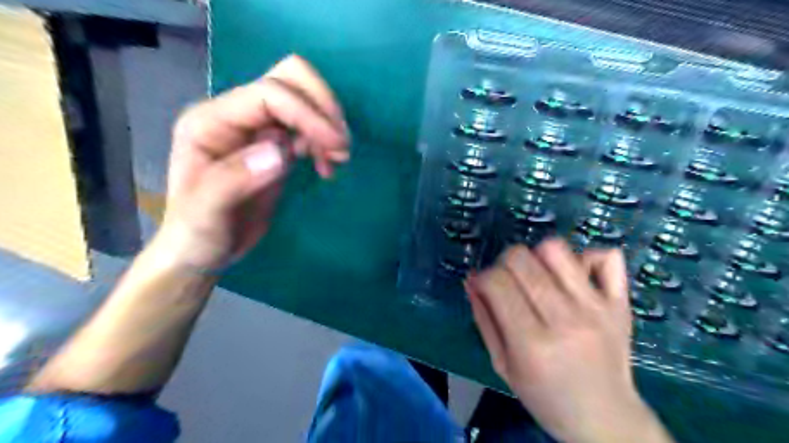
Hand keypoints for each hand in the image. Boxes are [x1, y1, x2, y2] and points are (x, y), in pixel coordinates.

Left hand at [157, 56, 348, 268]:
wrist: (203, 249)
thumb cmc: (197, 233)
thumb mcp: (206, 214)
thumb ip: (234, 180)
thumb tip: (281, 152)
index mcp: (212, 121)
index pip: (270, 95)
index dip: (308, 114)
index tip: (337, 146)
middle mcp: (236, 115)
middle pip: (289, 79)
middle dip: (323, 107)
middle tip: (341, 146)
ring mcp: (258, 128)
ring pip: (304, 100)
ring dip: (328, 123)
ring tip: (338, 159)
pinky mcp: (275, 145)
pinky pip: (309, 127)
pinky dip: (325, 140)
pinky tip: (327, 167)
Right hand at [464, 238, 673, 441]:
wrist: (606, 419)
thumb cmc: (546, 397)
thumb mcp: (503, 366)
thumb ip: (484, 319)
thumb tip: (472, 279)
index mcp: (532, 343)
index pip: (497, 282)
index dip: (484, 277)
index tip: (486, 287)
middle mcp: (565, 319)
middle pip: (521, 259)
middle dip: (504, 263)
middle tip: (508, 281)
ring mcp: (596, 308)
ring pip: (556, 249)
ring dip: (537, 255)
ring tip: (537, 275)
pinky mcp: (620, 303)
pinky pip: (606, 256)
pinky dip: (585, 257)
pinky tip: (574, 275)